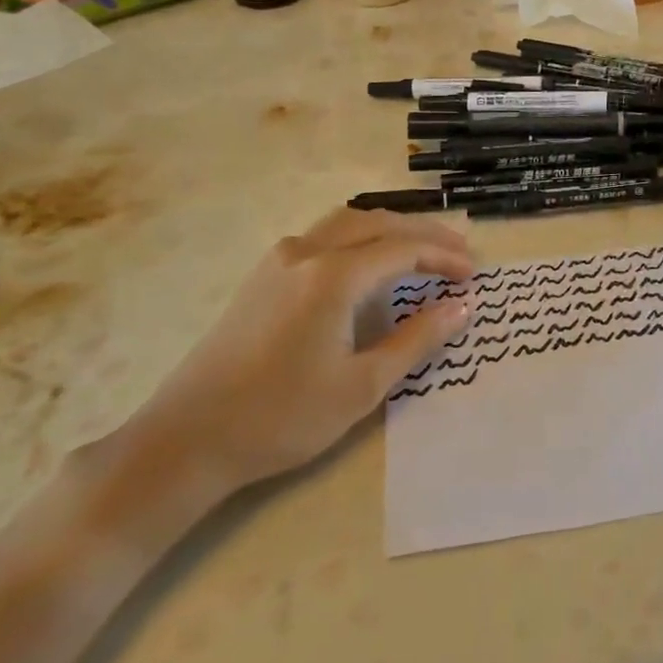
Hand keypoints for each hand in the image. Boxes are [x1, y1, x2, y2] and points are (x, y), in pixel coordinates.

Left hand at [107, 208, 474, 500]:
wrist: (187, 440)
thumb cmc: (282, 417)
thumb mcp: (362, 385)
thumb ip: (417, 339)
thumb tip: (463, 306)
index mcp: (333, 276)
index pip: (403, 249)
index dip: (444, 257)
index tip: (475, 274)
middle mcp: (307, 252)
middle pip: (377, 222)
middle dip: (424, 232)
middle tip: (461, 251)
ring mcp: (279, 260)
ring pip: (347, 222)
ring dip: (390, 228)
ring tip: (423, 246)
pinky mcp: (263, 276)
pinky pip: (324, 235)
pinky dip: (360, 236)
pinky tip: (369, 261)